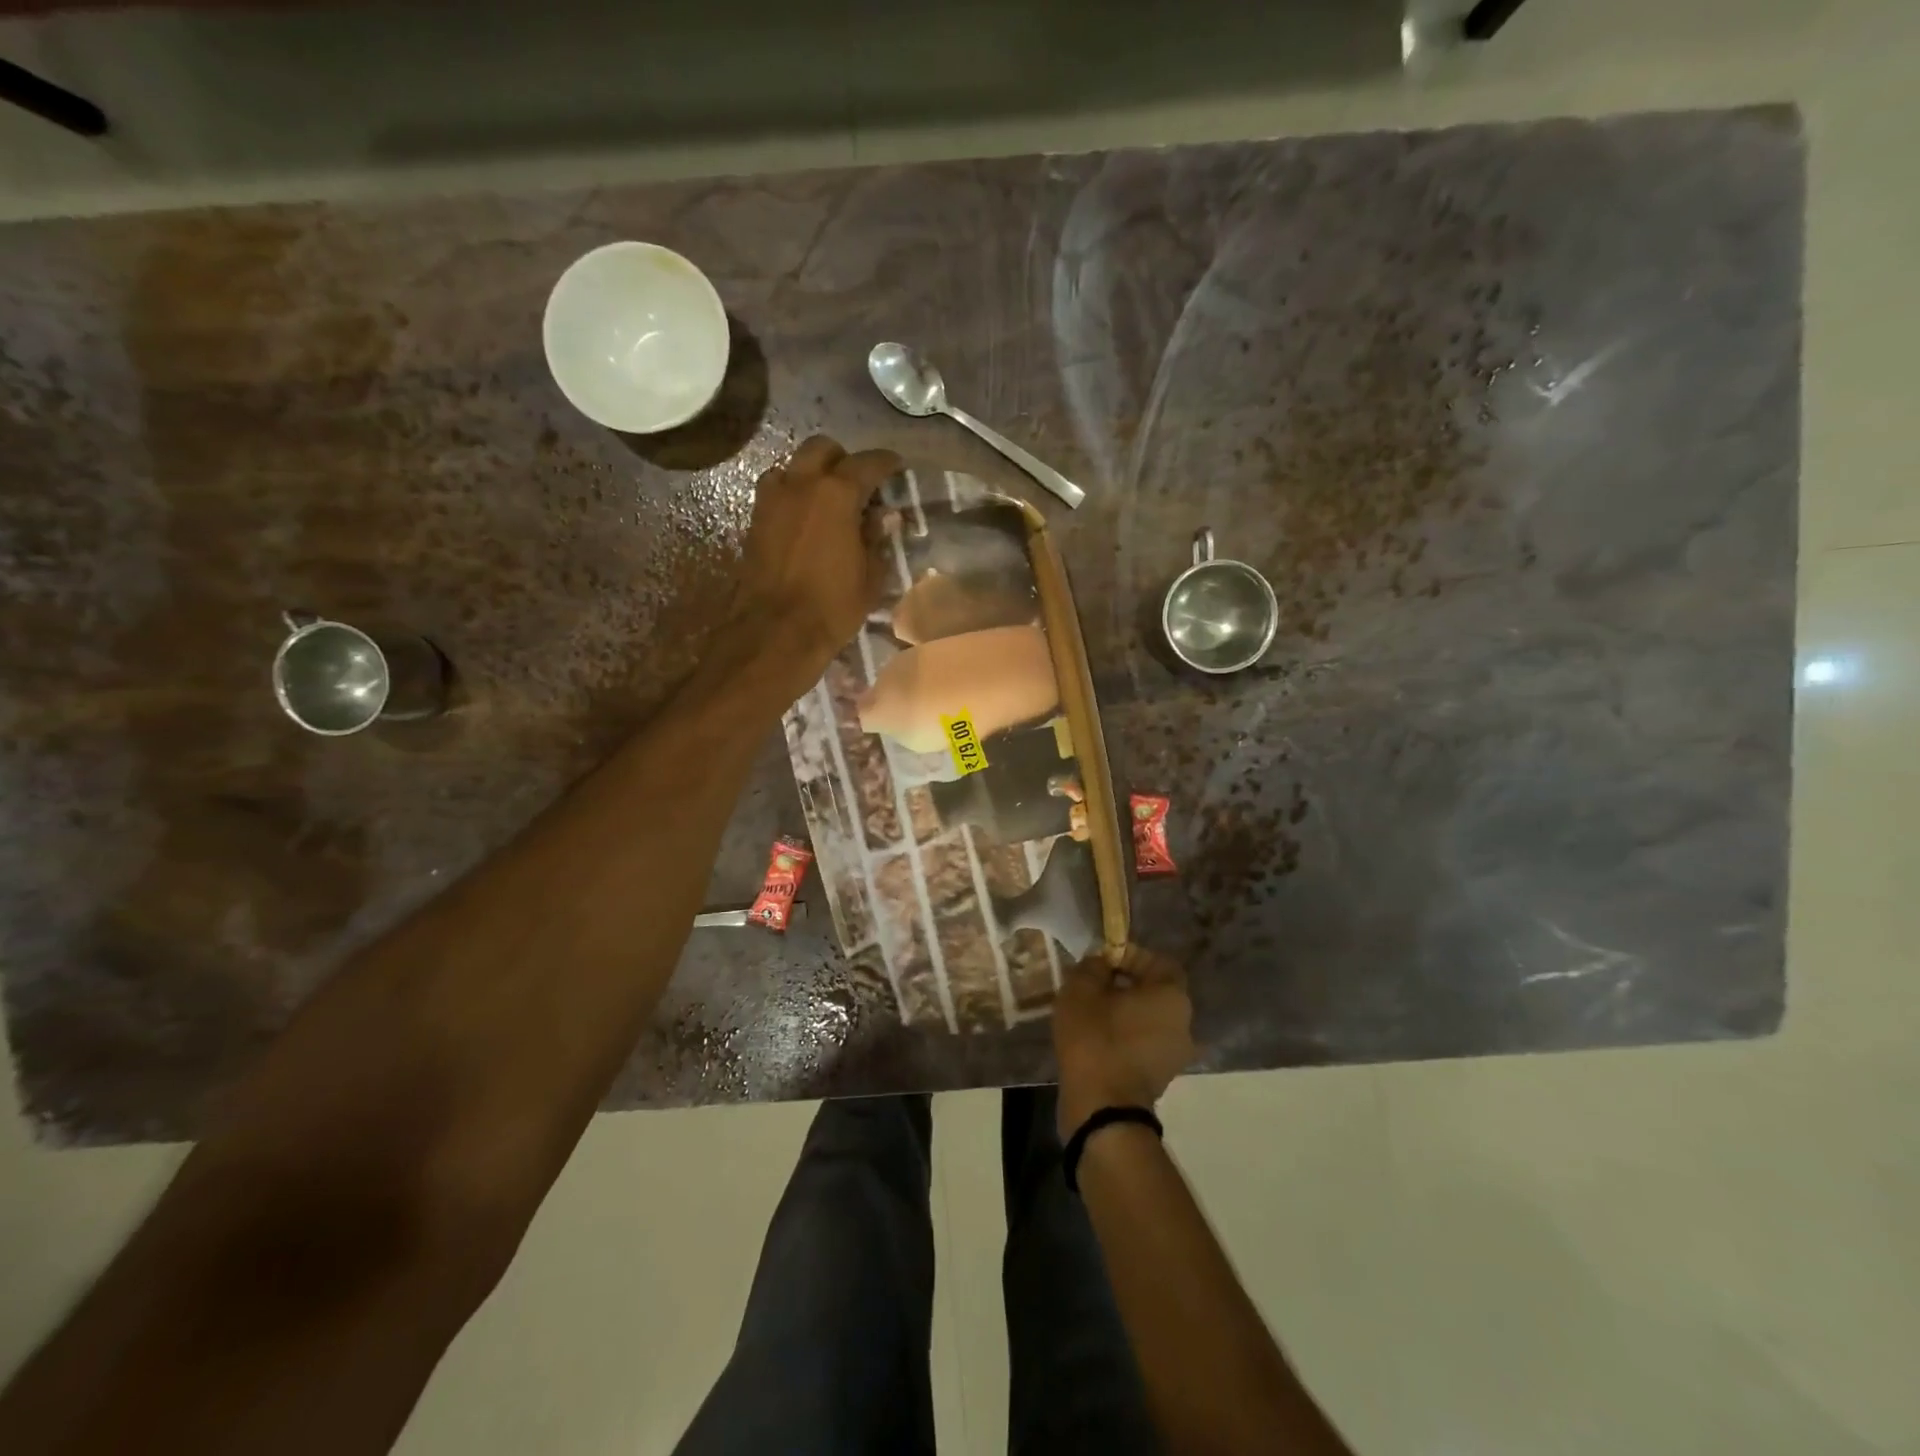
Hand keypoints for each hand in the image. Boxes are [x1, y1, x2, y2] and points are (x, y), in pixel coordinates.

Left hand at [731, 436, 901, 683]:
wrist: (775, 632)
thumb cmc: (832, 606)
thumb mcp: (870, 576)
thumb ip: (877, 538)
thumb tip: (884, 515)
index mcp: (836, 493)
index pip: (867, 463)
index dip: (886, 463)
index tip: (896, 468)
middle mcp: (801, 483)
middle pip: (823, 449)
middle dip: (843, 459)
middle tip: (859, 483)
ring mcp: (772, 499)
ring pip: (794, 464)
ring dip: (813, 473)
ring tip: (828, 499)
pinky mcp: (754, 519)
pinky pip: (776, 489)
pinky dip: (793, 492)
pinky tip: (805, 517)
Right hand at [1053, 944, 1194, 1140]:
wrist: (1101, 1109)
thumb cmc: (1096, 1038)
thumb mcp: (1082, 989)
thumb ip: (1093, 966)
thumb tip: (1101, 964)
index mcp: (1172, 996)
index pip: (1158, 961)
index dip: (1130, 955)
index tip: (1101, 962)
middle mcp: (1183, 1023)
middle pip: (1154, 991)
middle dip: (1124, 984)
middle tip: (1092, 985)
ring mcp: (1174, 1055)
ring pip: (1147, 1019)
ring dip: (1122, 1012)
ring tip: (1089, 1013)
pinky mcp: (1160, 1078)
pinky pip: (1142, 1044)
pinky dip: (1123, 1037)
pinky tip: (1094, 1038)